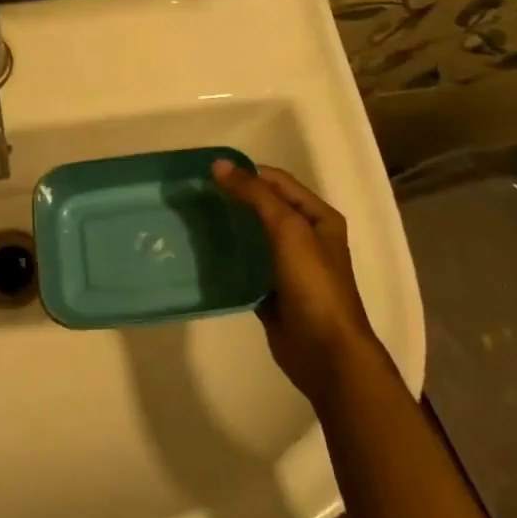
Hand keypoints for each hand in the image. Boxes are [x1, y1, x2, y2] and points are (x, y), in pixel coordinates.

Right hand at [212, 161, 388, 403]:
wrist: (325, 352)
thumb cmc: (314, 284)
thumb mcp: (288, 230)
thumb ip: (256, 196)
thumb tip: (219, 165)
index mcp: (318, 217)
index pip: (277, 182)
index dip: (246, 173)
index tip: (207, 172)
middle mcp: (305, 238)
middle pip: (263, 208)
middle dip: (232, 199)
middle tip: (194, 194)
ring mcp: (287, 266)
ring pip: (252, 237)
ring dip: (227, 228)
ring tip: (191, 219)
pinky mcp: (270, 291)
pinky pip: (245, 267)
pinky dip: (227, 259)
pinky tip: (201, 253)